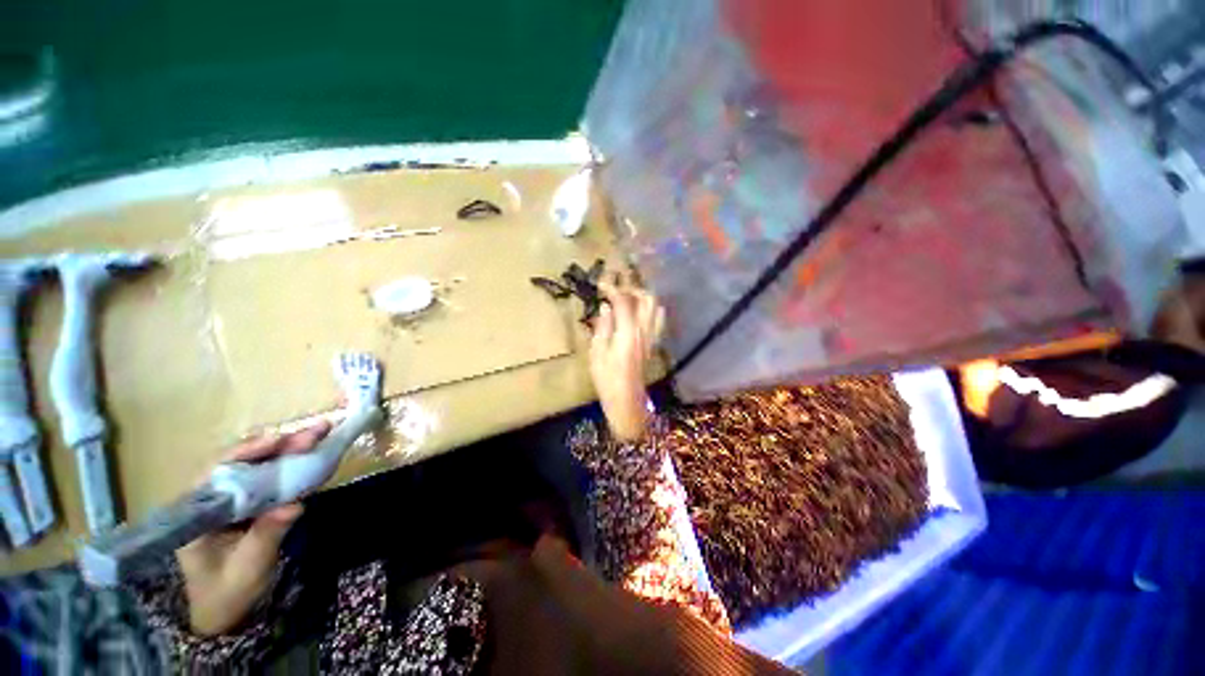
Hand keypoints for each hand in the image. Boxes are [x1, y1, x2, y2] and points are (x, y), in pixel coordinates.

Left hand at [176, 421, 331, 635]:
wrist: (225, 614)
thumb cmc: (229, 593)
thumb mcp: (249, 567)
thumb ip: (267, 534)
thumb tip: (295, 505)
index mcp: (196, 515)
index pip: (217, 473)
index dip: (247, 453)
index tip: (279, 441)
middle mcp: (209, 501)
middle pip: (241, 463)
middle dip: (278, 446)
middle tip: (314, 432)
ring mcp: (228, 502)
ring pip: (255, 467)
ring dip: (287, 451)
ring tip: (318, 436)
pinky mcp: (246, 505)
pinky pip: (266, 479)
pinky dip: (289, 466)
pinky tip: (309, 457)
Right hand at [590, 277, 665, 441]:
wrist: (626, 399)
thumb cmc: (607, 378)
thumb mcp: (597, 352)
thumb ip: (603, 327)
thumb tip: (605, 307)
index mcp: (628, 332)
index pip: (624, 301)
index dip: (612, 288)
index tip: (601, 283)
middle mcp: (644, 330)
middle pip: (647, 298)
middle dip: (632, 288)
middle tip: (615, 289)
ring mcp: (652, 336)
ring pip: (655, 306)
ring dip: (642, 297)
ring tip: (626, 298)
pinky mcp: (653, 342)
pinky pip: (657, 319)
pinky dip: (649, 309)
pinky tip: (637, 312)